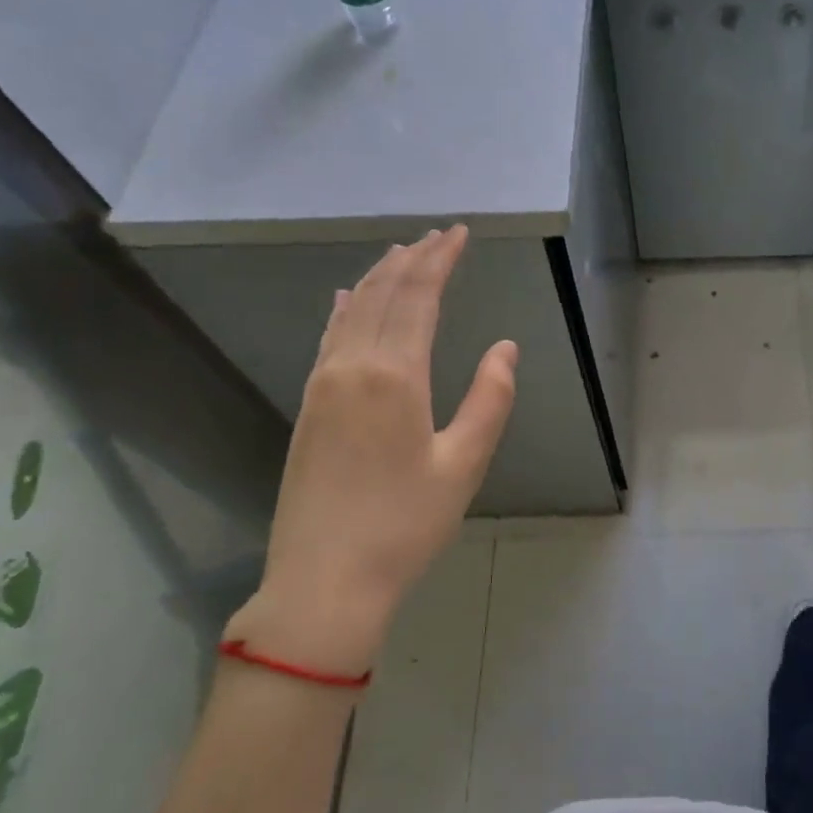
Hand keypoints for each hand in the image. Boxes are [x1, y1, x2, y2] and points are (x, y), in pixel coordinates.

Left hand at [235, 226, 517, 677]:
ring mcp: (322, 386)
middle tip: (438, 236)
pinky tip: (343, 299)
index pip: (418, 297)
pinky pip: (327, 338)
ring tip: (400, 255)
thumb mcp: (465, 465)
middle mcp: (351, 367)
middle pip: (381, 295)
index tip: (459, 233)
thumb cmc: (406, 525)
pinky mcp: (308, 407)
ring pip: (349, 311)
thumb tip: (505, 348)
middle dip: (411, 260)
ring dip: (377, 278)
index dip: (440, 261)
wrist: (325, 579)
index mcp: (395, 376)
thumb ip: (490, 400)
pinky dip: (342, 309)